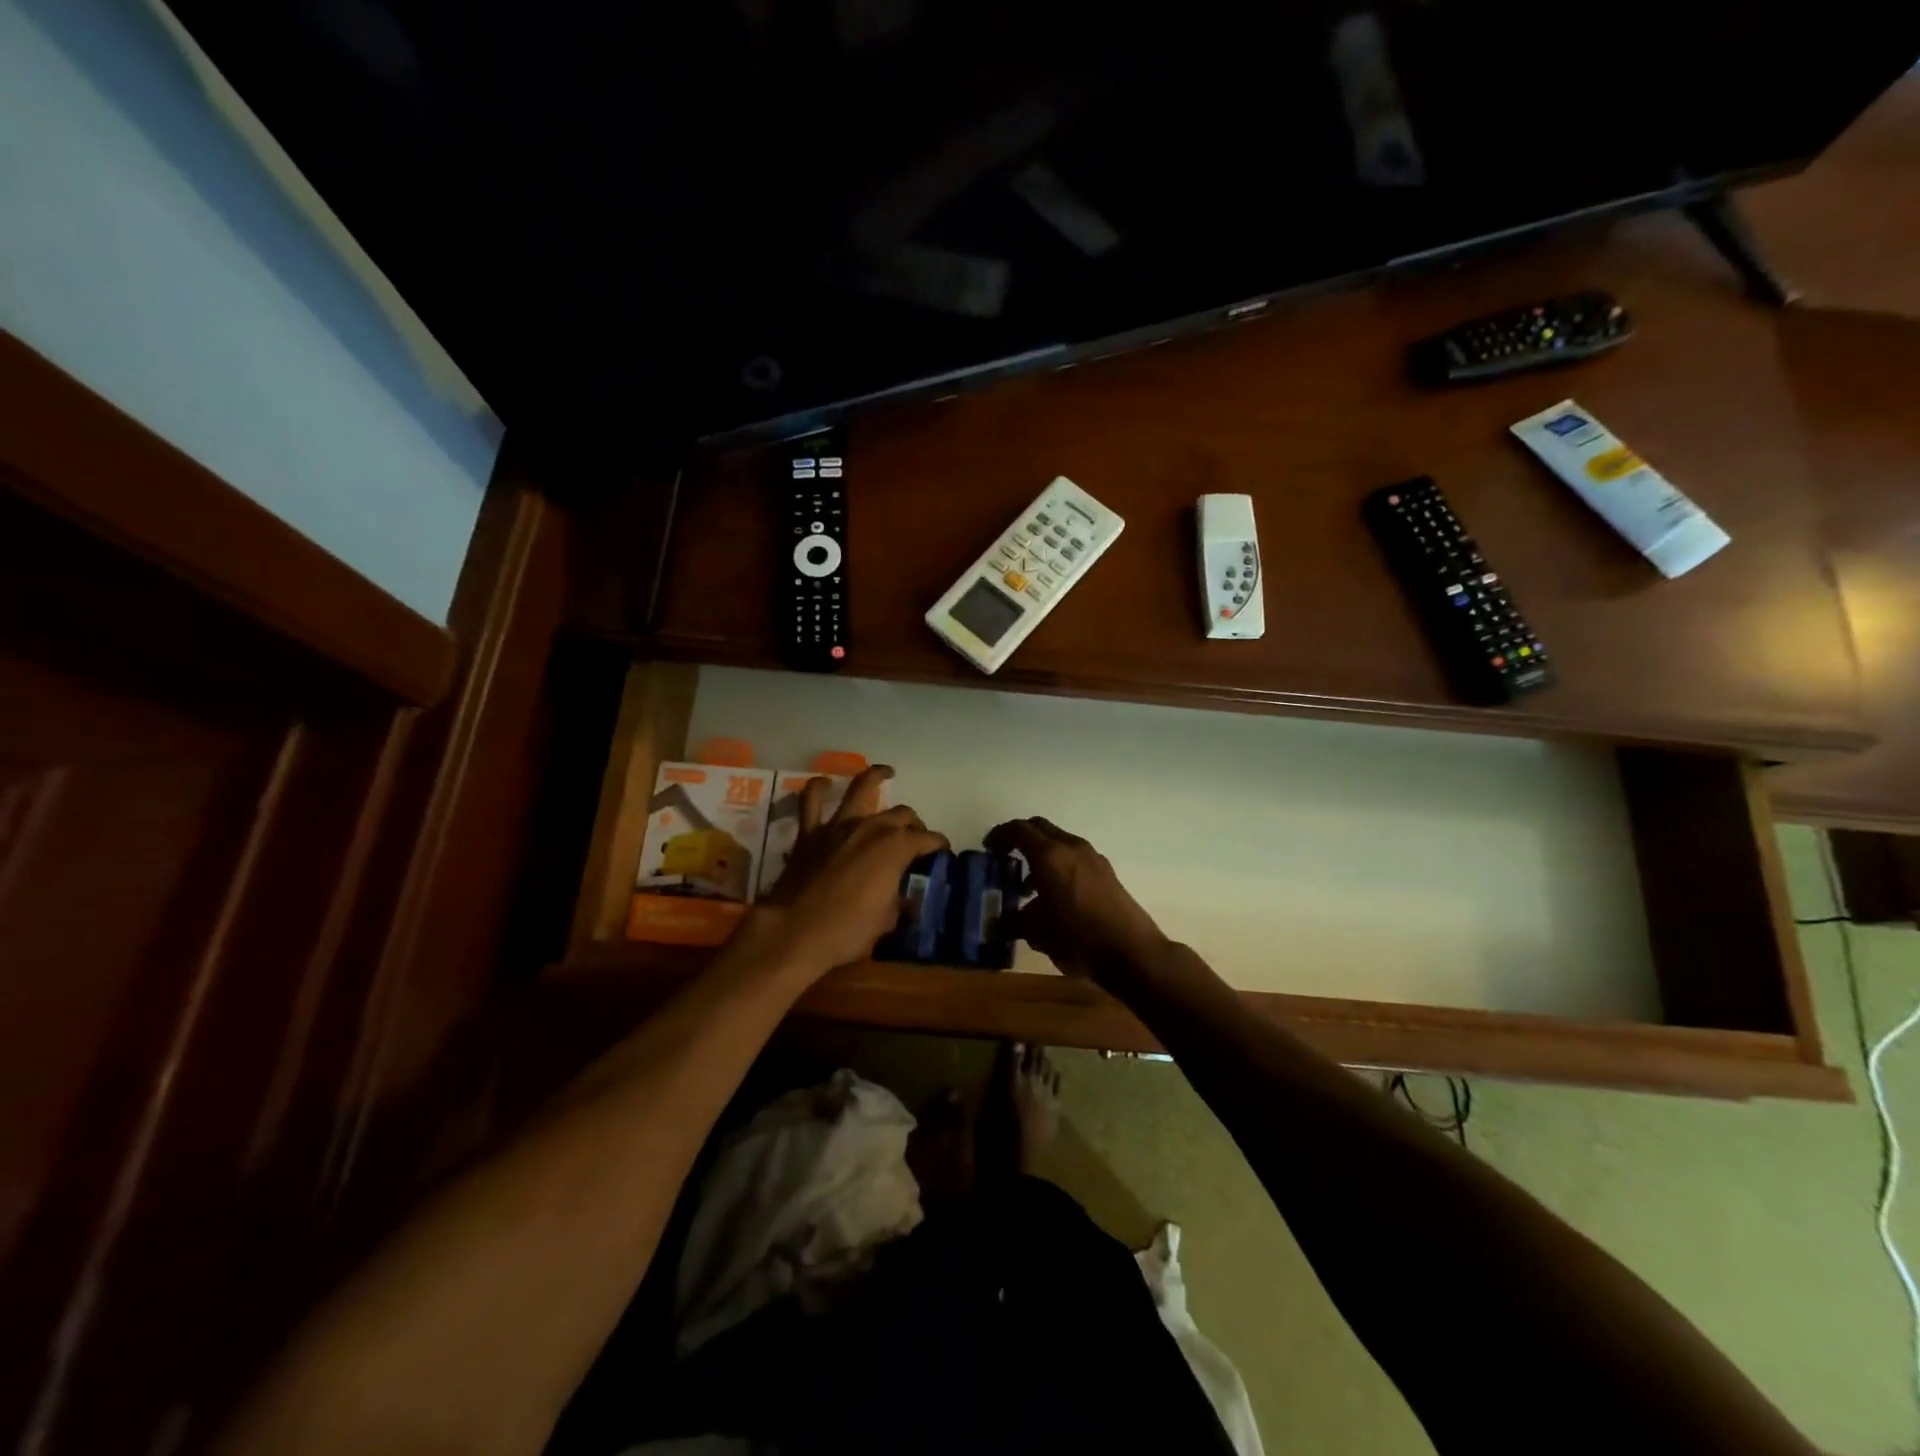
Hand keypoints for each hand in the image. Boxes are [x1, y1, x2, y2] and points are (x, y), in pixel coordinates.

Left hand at [756, 766, 946, 975]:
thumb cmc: (848, 930)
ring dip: (875, 777)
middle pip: (901, 815)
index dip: (938, 844)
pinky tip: (825, 784)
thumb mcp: (886, 922)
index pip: (927, 839)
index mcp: (896, 848)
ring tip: (886, 772)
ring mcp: (839, 826)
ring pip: (861, 788)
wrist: (795, 932)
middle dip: (913, 823)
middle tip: (915, 837)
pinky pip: (811, 802)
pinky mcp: (810, 833)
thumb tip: (905, 901)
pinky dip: (819, 789)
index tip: (942, 852)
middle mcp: (871, 827)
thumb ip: (898, 903)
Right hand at [985, 817, 1166, 980]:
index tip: (988, 848)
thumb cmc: (1078, 938)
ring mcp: (1093, 858)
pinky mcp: (1106, 872)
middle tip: (1005, 857)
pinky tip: (1055, 897)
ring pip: (1059, 842)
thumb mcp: (1037, 933)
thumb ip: (1014, 922)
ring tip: (1028, 888)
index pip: (1019, 830)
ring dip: (1040, 854)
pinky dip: (1059, 865)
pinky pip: (1074, 857)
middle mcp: (1072, 848)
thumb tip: (999, 922)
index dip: (1000, 835)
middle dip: (1020, 838)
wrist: (1131, 952)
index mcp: (1050, 856)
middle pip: (1040, 828)